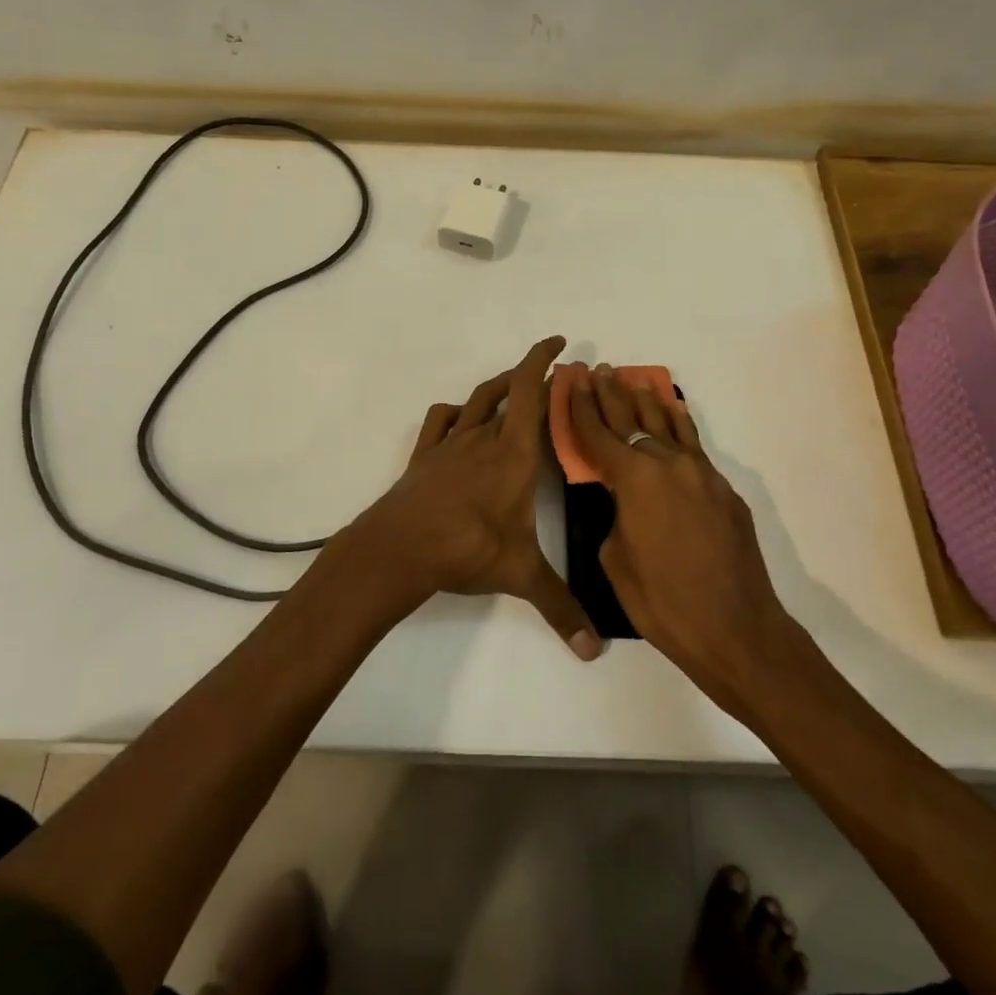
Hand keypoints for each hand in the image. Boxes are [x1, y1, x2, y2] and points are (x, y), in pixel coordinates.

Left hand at [341, 336, 603, 660]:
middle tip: (552, 376)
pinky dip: (455, 412)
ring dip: (497, 388)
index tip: (558, 344)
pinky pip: (440, 421)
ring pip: (478, 401)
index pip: (532, 392)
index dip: (543, 361)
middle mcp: (485, 438)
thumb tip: (595, 650)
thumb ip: (561, 608)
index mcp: (516, 454)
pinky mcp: (425, 456)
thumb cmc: (467, 549)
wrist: (400, 547)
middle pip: (509, 392)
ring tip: (513, 387)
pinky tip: (460, 418)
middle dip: (531, 377)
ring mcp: (451, 444)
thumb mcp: (521, 575)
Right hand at [565, 364, 802, 716]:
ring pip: (668, 425)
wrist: (737, 629)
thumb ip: (615, 517)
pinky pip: (694, 446)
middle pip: (632, 420)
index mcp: (635, 479)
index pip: (599, 434)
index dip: (580, 408)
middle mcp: (668, 464)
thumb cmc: (664, 602)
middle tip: (597, 370)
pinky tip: (673, 411)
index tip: (570, 382)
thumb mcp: (616, 560)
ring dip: (646, 402)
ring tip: (632, 380)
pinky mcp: (724, 490)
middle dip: (610, 395)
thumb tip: (624, 503)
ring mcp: (702, 474)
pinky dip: (679, 425)